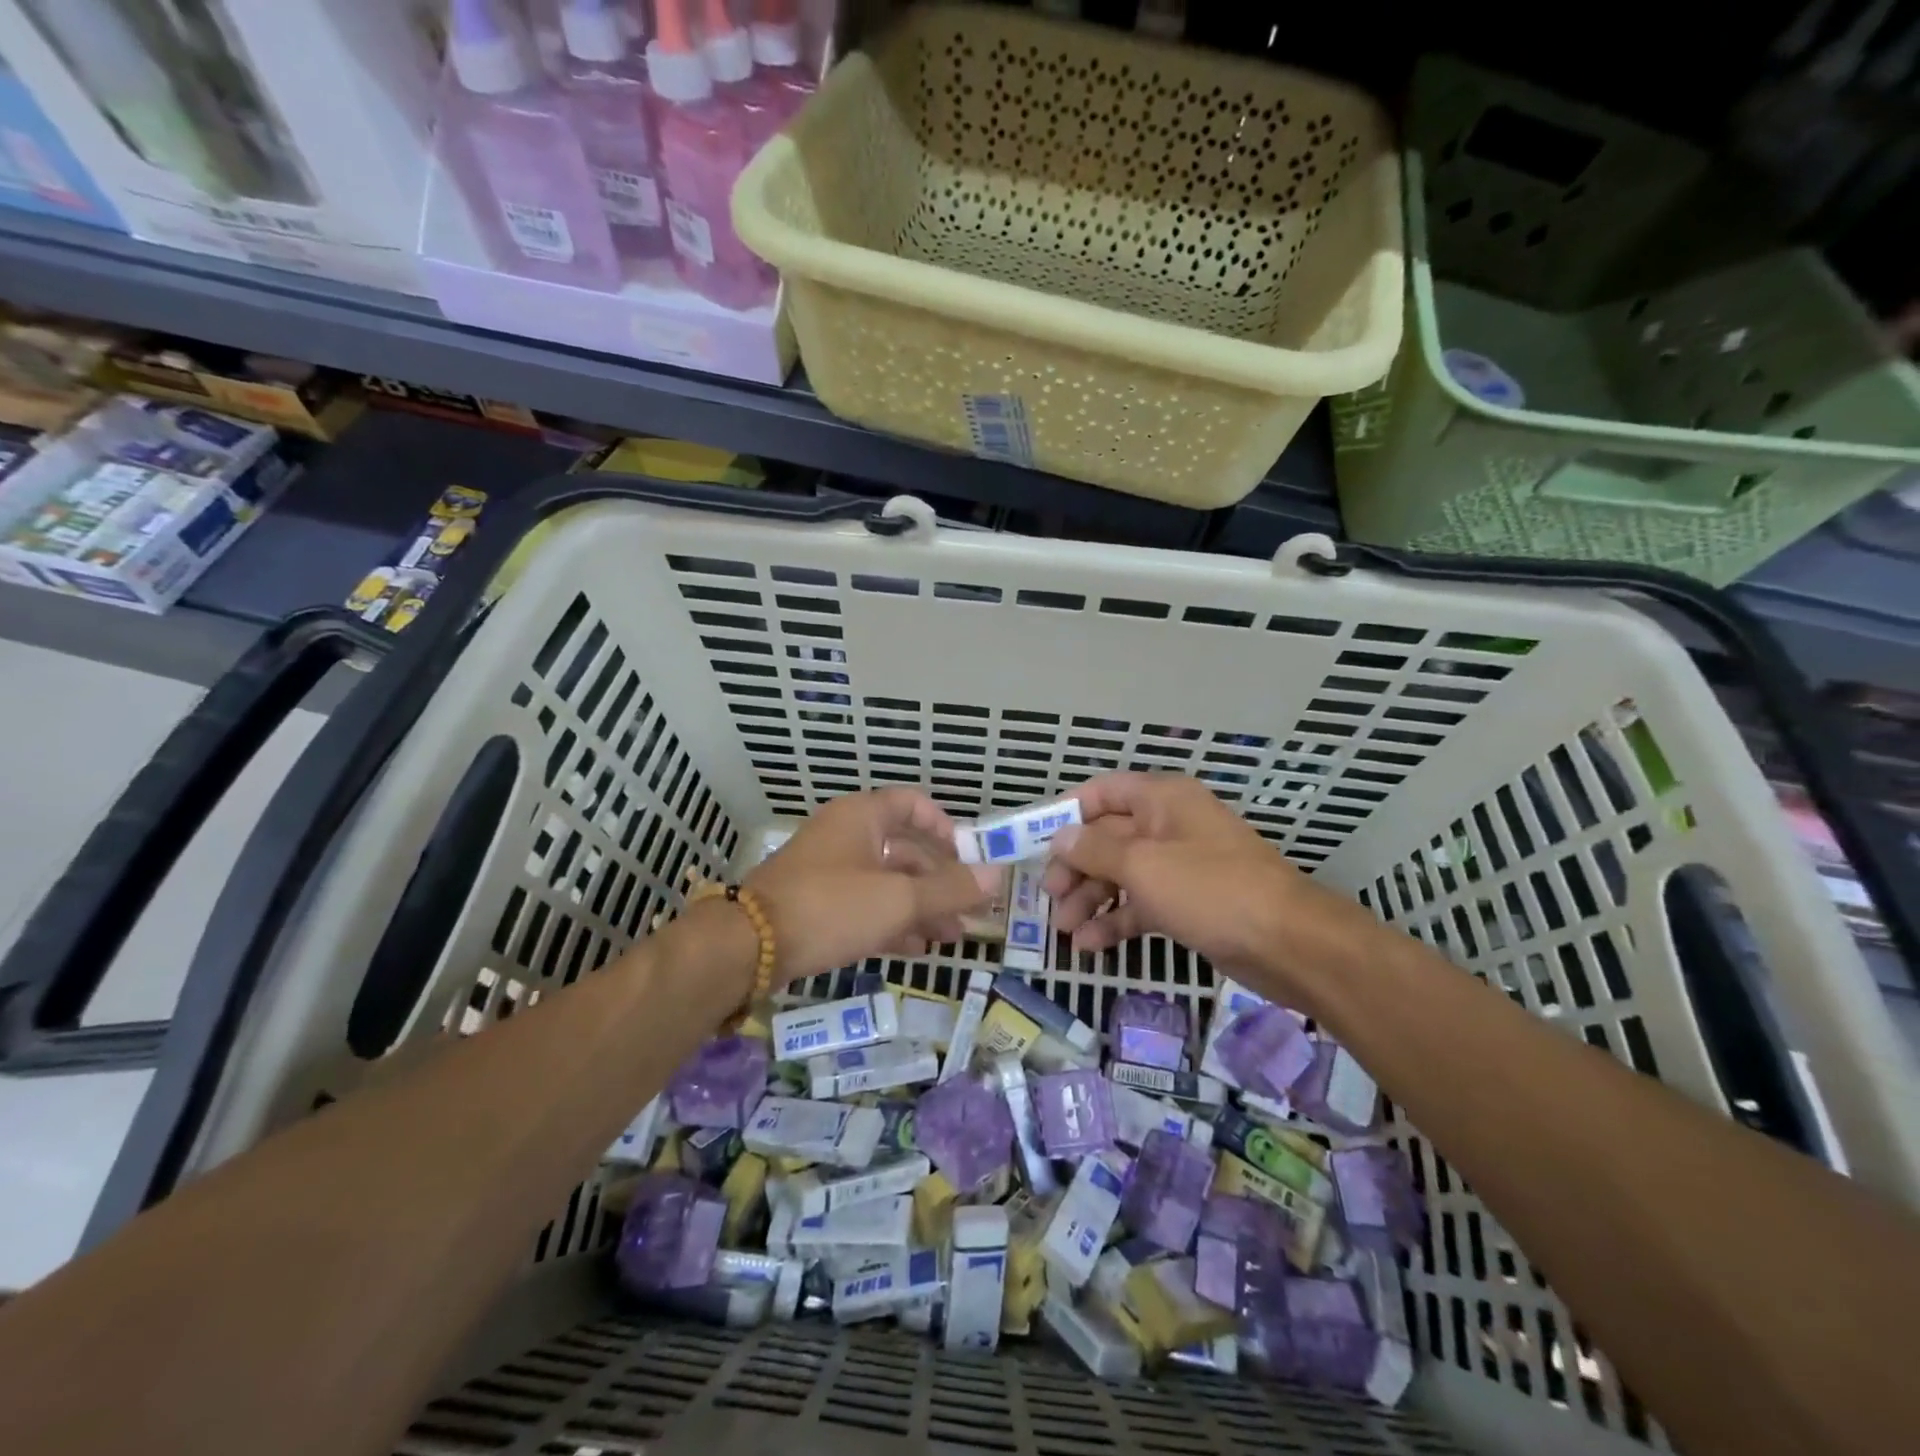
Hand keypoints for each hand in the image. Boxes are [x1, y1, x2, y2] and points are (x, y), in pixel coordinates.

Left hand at [745, 788, 995, 985]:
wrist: (748, 947)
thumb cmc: (830, 906)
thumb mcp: (898, 898)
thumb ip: (949, 889)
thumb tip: (998, 875)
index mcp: (862, 817)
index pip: (912, 804)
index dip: (944, 827)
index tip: (967, 858)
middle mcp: (845, 836)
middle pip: (904, 849)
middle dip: (940, 880)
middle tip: (970, 911)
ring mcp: (828, 871)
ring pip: (886, 882)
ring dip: (921, 906)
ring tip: (951, 937)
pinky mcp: (816, 905)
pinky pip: (865, 905)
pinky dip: (892, 922)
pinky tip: (916, 949)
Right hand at [1042, 772, 1335, 993]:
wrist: (1289, 944)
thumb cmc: (1210, 889)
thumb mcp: (1143, 865)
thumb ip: (1095, 850)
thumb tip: (1059, 838)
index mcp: (1162, 800)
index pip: (1103, 792)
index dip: (1067, 813)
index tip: (1035, 841)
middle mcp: (1169, 826)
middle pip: (1108, 837)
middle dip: (1076, 866)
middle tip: (1050, 897)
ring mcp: (1180, 866)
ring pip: (1122, 874)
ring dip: (1091, 898)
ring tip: (1064, 930)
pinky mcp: (1189, 903)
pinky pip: (1142, 904)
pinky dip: (1116, 919)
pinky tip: (1091, 945)